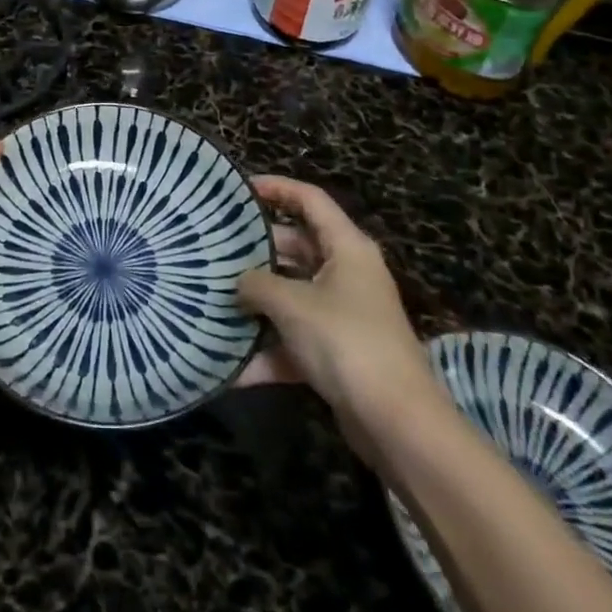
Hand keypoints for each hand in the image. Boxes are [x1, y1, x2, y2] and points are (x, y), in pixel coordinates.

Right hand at [236, 177, 435, 433]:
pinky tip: (230, 367)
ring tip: (214, 297)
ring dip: (258, 302)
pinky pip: (295, 340)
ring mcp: (344, 315)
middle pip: (297, 246)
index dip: (276, 187)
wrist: (397, 424)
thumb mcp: (292, 304)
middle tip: (217, 248)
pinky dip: (268, 351)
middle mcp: (347, 273)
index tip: (239, 189)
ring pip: (293, 295)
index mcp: (347, 247)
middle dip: (258, 250)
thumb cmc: (346, 342)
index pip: (310, 199)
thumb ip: (257, 284)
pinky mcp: (338, 354)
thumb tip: (239, 282)